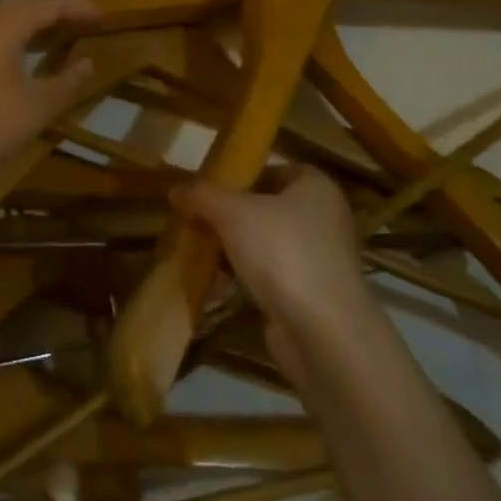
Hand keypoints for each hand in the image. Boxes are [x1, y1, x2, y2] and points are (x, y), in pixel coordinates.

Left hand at [0, 0, 99, 211]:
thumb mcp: (38, 107)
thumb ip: (67, 82)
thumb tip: (88, 62)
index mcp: (4, 25)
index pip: (47, 5)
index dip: (77, 8)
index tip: (103, 15)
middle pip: (24, 6)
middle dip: (55, 11)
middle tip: (84, 22)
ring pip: (4, 19)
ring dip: (33, 23)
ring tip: (59, 35)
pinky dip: (14, 36)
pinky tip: (23, 55)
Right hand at [172, 166, 382, 382]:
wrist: (321, 332)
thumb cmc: (282, 252)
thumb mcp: (232, 212)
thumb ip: (202, 195)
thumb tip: (175, 189)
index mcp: (316, 186)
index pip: (272, 169)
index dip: (239, 175)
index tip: (207, 187)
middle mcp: (325, 218)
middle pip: (268, 206)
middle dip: (232, 212)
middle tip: (198, 216)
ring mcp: (321, 259)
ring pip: (268, 241)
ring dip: (238, 245)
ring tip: (201, 245)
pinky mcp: (312, 294)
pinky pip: (272, 273)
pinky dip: (248, 274)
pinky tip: (219, 278)